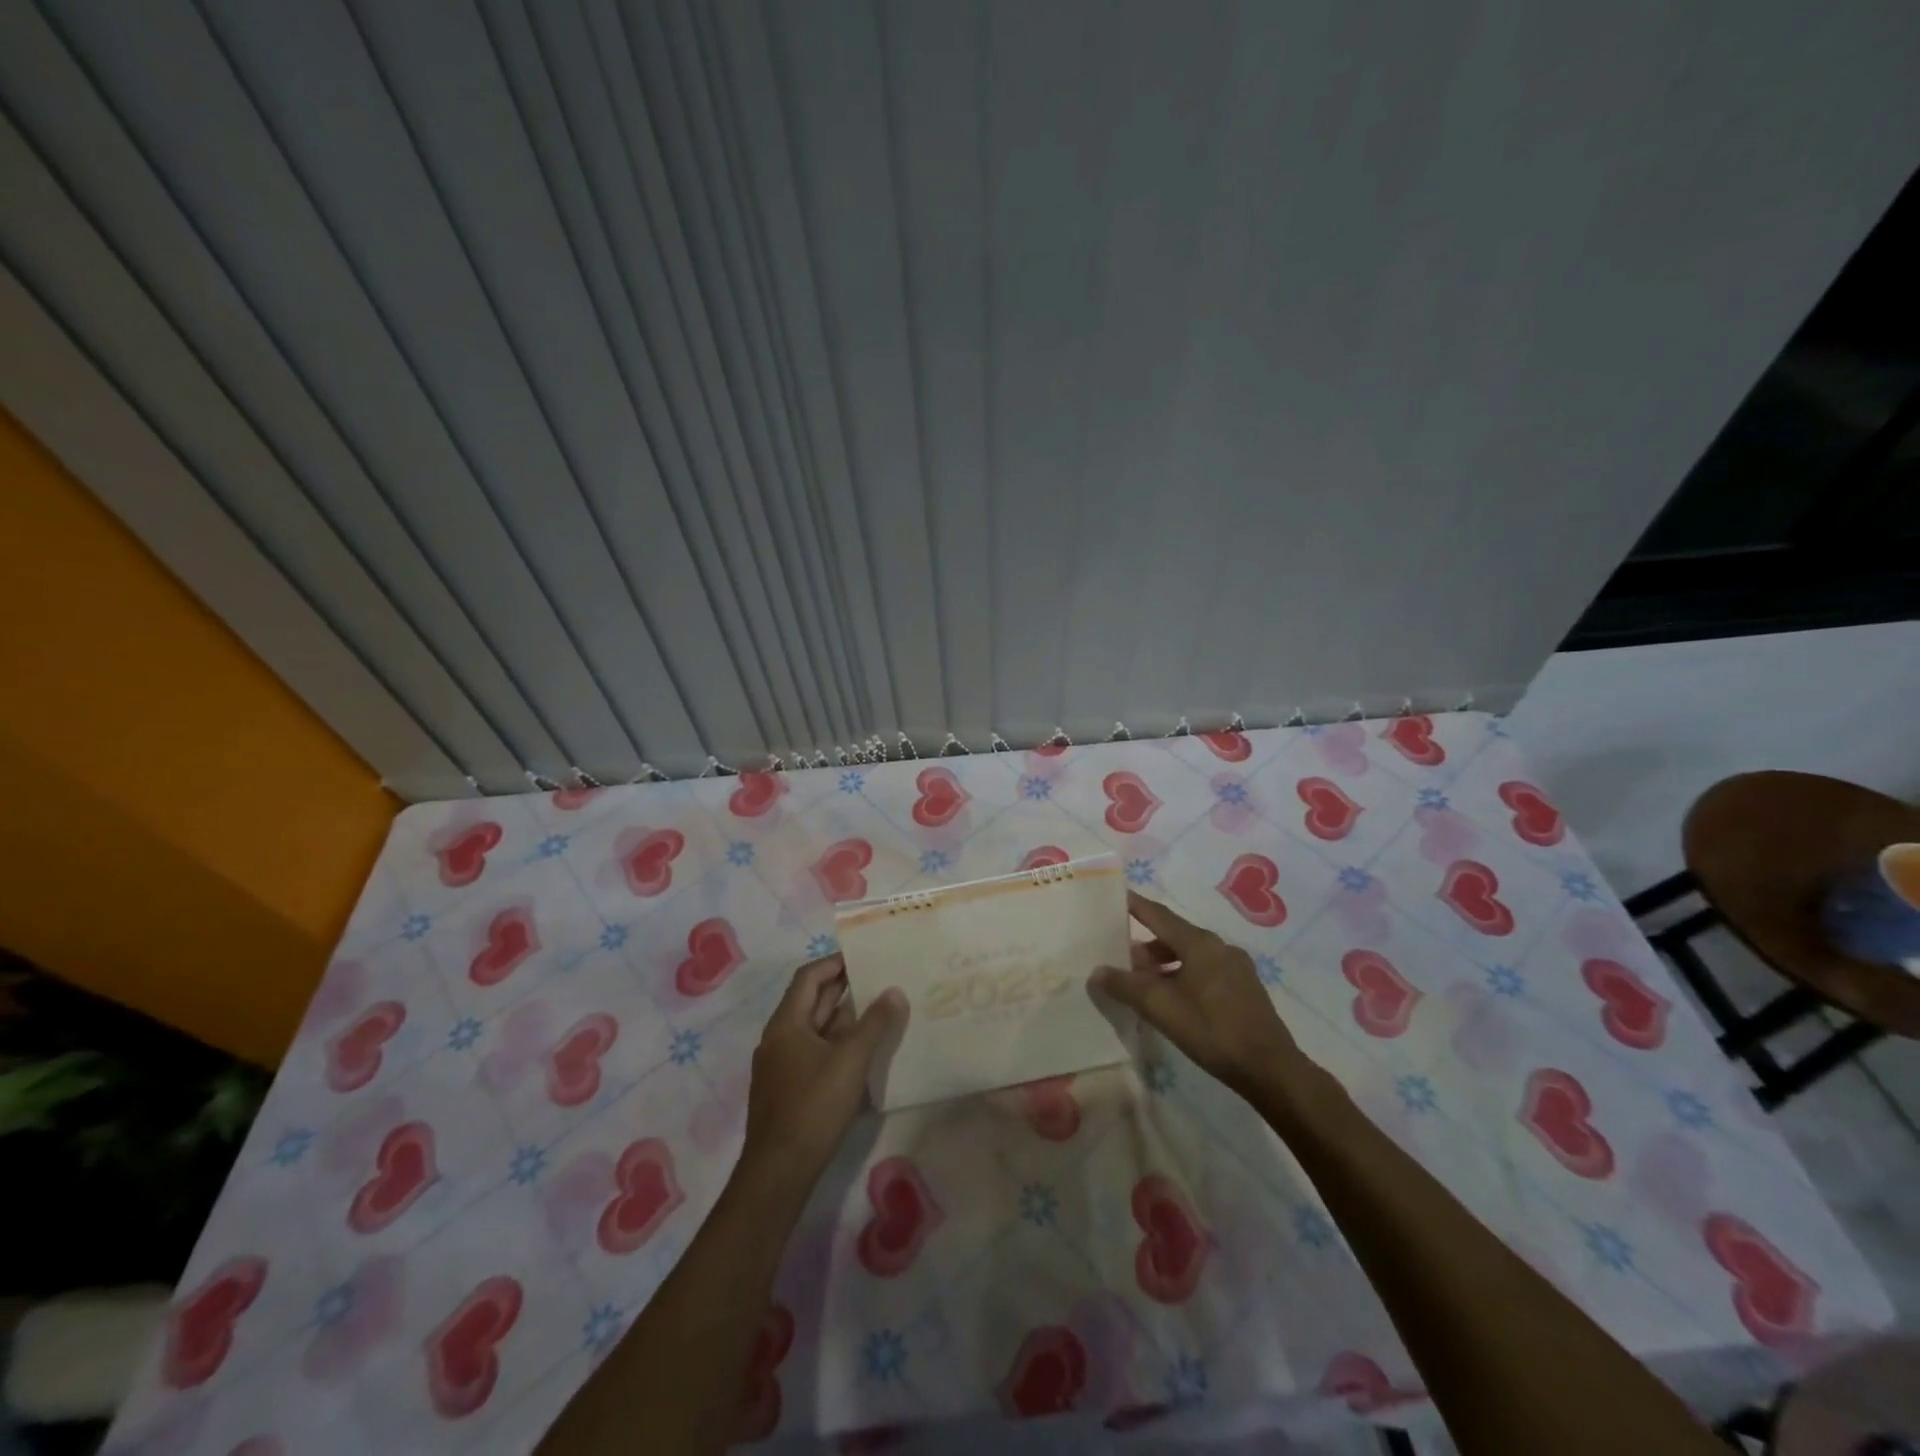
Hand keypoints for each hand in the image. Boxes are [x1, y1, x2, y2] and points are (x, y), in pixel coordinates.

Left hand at [739, 955, 905, 1197]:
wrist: (779, 1172)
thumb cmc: (813, 1107)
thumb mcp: (850, 1061)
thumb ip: (875, 1024)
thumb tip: (894, 991)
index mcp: (786, 1023)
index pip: (809, 977)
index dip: (835, 963)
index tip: (865, 957)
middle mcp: (779, 1038)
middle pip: (812, 1002)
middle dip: (845, 990)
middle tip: (881, 980)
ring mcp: (782, 1066)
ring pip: (816, 1030)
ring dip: (845, 1020)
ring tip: (881, 1012)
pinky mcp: (789, 1089)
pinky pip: (816, 1053)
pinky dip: (838, 1045)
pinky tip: (864, 1053)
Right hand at [1095, 891, 1309, 1096]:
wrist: (1270, 1069)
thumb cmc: (1212, 1030)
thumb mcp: (1161, 1008)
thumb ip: (1125, 986)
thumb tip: (1097, 971)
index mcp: (1199, 943)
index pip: (1158, 914)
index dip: (1135, 905)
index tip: (1115, 896)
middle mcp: (1219, 946)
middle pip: (1174, 935)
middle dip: (1146, 944)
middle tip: (1121, 956)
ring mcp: (1236, 967)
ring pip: (1191, 955)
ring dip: (1164, 963)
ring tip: (1143, 982)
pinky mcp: (1244, 988)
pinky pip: (1205, 970)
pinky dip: (1183, 974)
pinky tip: (1173, 998)